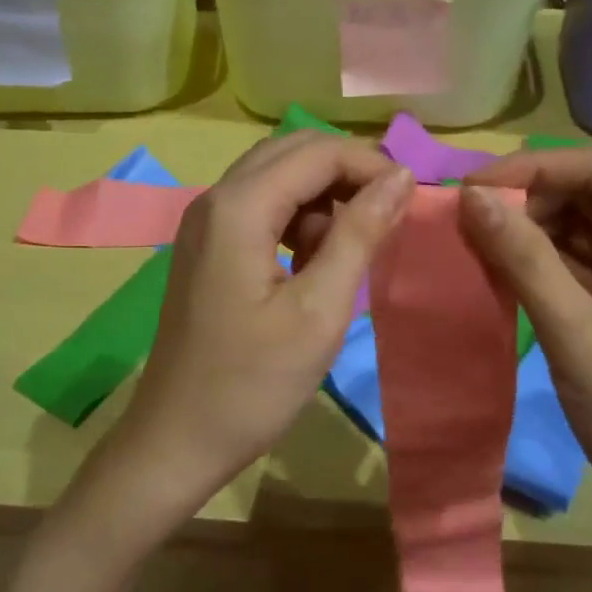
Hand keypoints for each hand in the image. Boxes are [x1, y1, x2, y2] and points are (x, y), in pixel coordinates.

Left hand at [121, 132, 414, 507]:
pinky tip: (312, 263)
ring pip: (275, 177)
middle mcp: (214, 199)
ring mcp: (204, 223)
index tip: (413, 201)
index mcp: (238, 207)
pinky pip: (259, 208)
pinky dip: (295, 219)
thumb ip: (360, 235)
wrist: (177, 439)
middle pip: (292, 153)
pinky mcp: (206, 247)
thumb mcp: (319, 310)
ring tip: (350, 249)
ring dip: (321, 198)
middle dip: (347, 173)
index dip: (370, 165)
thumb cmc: (252, 384)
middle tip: (388, 217)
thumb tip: (401, 177)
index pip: (317, 152)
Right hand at [459, 144, 591, 544]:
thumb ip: (524, 260)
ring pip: (583, 229)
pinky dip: (540, 265)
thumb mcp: (579, 336)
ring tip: (472, 243)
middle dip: (528, 202)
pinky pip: (582, 265)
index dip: (534, 169)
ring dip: (529, 233)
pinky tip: (498, 269)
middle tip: (463, 220)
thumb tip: (470, 196)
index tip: (470, 188)